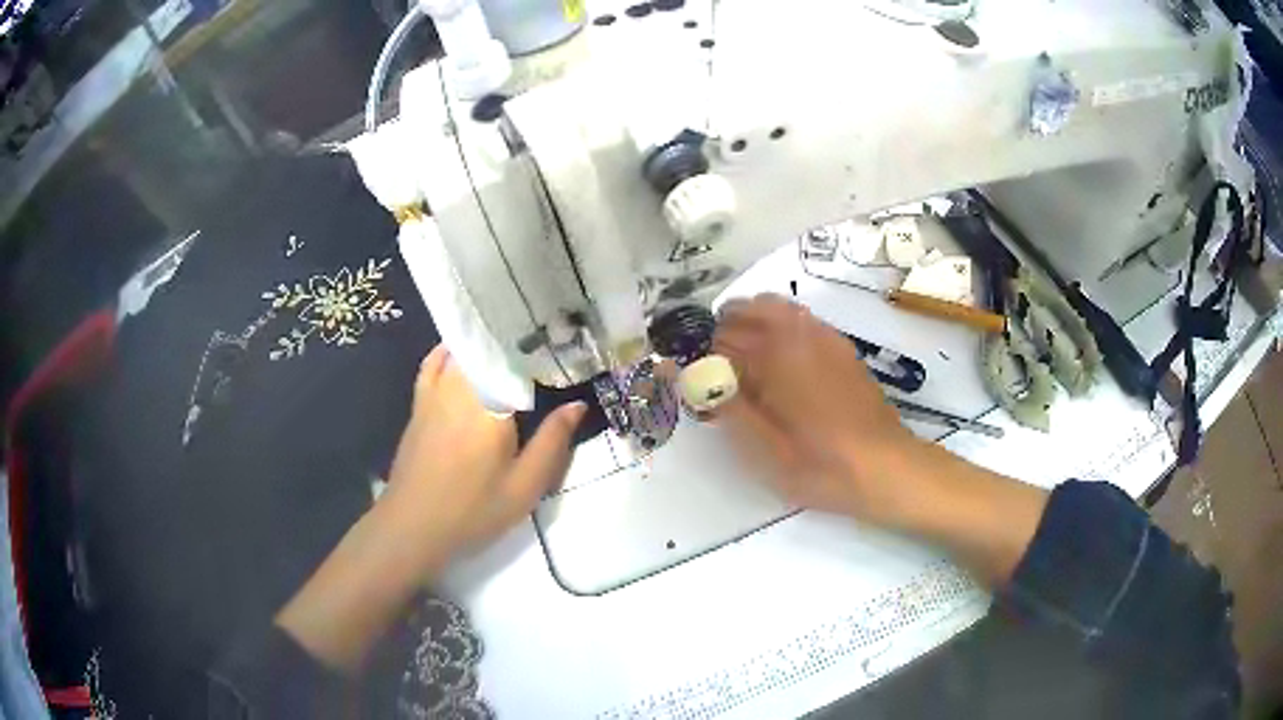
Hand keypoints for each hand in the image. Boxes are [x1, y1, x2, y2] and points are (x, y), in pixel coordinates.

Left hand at [380, 345, 585, 566]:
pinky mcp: (418, 404)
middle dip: (513, 343)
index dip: (539, 350)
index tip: (560, 345)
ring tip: (508, 346)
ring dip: (484, 345)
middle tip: (540, 345)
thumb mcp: (524, 486)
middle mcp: (460, 388)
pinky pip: (432, 364)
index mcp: (491, 405)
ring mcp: (434, 392)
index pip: (517, 360)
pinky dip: (447, 352)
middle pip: (488, 350)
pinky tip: (461, 352)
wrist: (413, 526)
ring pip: (461, 352)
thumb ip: (552, 442)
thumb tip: (577, 405)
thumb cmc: (473, 510)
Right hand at [712, 294, 918, 519]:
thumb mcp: (764, 451)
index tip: (700, 380)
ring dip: (752, 322)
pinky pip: (801, 318)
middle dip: (726, 328)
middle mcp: (799, 334)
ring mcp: (824, 336)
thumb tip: (702, 381)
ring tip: (745, 358)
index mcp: (776, 356)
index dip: (705, 355)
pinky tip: (781, 360)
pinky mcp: (841, 347)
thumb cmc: (821, 464)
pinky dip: (780, 325)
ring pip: (777, 307)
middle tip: (718, 365)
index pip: (723, 337)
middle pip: (749, 308)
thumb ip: (730, 408)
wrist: (885, 466)